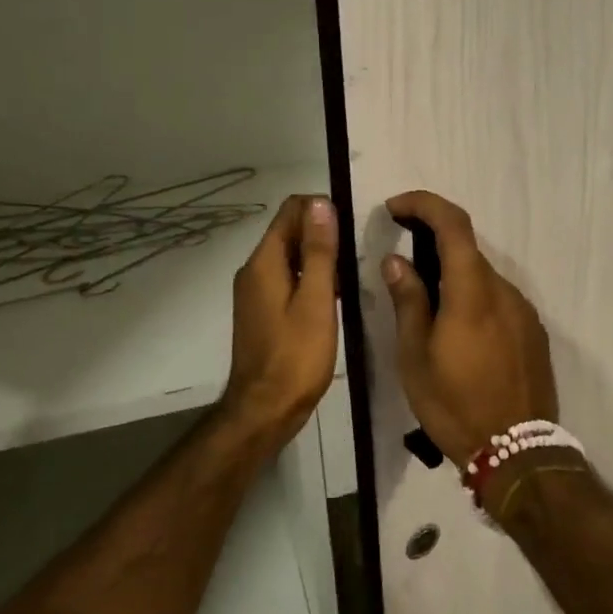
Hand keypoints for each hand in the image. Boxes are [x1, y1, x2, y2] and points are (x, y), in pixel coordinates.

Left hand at [220, 194, 339, 453]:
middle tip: (358, 252)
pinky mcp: (263, 311)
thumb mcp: (315, 300)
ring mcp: (256, 292)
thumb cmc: (295, 356)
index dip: (321, 209)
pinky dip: (310, 278)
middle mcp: (254, 270)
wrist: (265, 410)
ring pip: (290, 257)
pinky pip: (288, 279)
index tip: (352, 227)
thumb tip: (320, 203)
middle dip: (323, 232)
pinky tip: (334, 296)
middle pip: (289, 232)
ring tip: (352, 274)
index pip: (290, 211)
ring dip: (319, 257)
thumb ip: (318, 251)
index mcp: (264, 262)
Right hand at [380, 190, 558, 467]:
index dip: (424, 204)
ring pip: (484, 279)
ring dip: (455, 279)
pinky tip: (461, 335)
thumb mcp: (415, 357)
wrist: (517, 452)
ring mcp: (525, 311)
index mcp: (473, 291)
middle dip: (434, 246)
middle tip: (403, 266)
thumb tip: (396, 260)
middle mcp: (505, 291)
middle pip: (468, 251)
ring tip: (429, 312)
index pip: (453, 223)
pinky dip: (476, 300)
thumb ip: (408, 301)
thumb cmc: (455, 405)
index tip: (396, 207)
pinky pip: (500, 302)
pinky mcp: (535, 332)